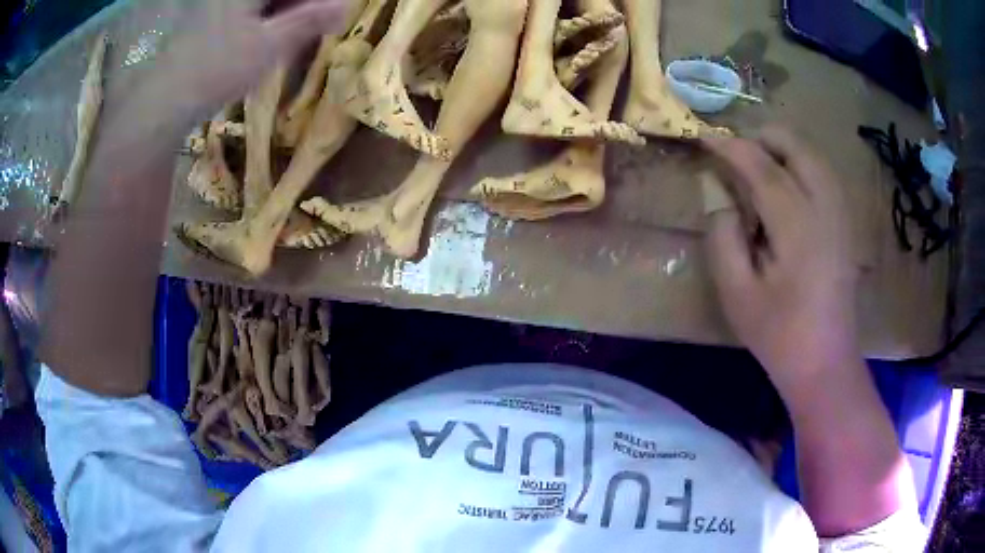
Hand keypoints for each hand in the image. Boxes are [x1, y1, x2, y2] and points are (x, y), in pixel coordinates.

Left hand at [163, 0, 349, 113]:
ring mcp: (220, 6)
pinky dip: (267, 20)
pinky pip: (249, 12)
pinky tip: (271, 37)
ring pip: (265, 3)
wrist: (166, 101)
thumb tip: (347, 5)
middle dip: (303, 6)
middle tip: (323, 21)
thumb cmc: (218, 68)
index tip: (336, 11)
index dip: (318, 1)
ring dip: (287, 12)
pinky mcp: (211, 22)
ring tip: (301, 31)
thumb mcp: (270, 44)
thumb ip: (309, 21)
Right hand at [702, 127, 859, 387]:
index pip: (761, 167)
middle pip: (797, 147)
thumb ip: (723, 237)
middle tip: (736, 149)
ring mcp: (841, 215)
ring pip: (814, 156)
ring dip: (784, 147)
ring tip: (758, 161)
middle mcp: (825, 209)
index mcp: (797, 226)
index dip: (731, 146)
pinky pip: (824, 174)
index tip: (704, 136)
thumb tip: (720, 197)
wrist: (825, 363)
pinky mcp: (845, 225)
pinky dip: (802, 163)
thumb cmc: (779, 335)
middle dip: (764, 136)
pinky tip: (787, 183)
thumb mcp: (737, 294)